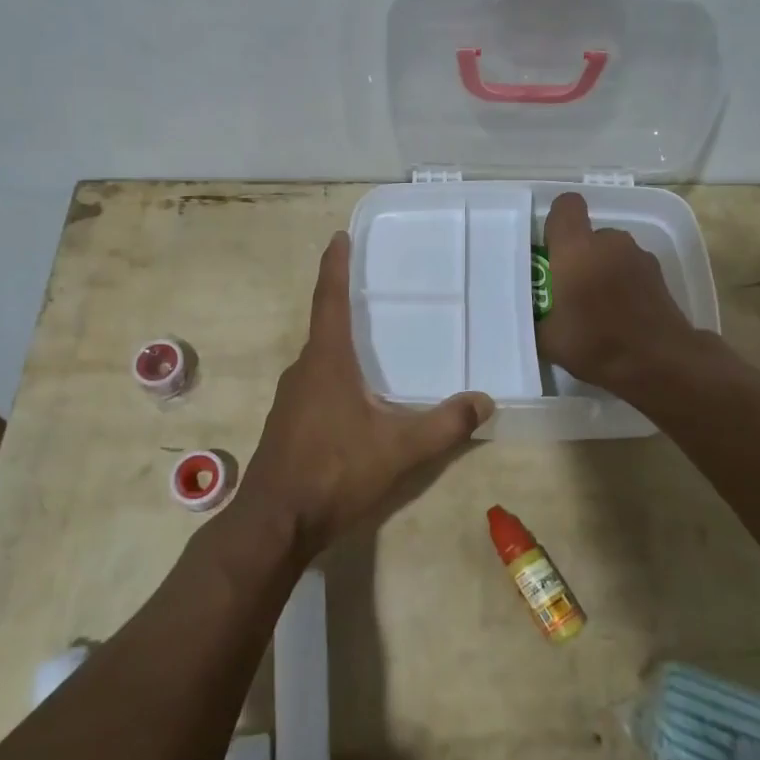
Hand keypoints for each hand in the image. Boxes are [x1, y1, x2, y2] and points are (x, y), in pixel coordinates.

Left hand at [233, 232, 491, 562]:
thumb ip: (444, 425)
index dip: (335, 265)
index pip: (329, 299)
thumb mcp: (398, 449)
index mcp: (326, 361)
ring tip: (372, 342)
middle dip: (345, 304)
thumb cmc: (333, 472)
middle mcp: (303, 370)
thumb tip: (485, 401)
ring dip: (342, 344)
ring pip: (320, 359)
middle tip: (374, 290)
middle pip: (325, 326)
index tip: (339, 236)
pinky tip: (356, 397)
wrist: (274, 523)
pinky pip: (315, 384)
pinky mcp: (287, 423)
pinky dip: (336, 375)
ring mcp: (291, 398)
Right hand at [535, 193, 698, 394]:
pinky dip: (623, 284)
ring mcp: (639, 255)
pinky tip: (621, 316)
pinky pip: (630, 269)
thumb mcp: (548, 340)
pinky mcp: (659, 274)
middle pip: (588, 235)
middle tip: (570, 291)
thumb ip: (536, 317)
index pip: (566, 206)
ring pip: (611, 252)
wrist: (661, 363)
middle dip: (578, 256)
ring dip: (602, 270)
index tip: (550, 249)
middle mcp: (609, 242)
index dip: (557, 222)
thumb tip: (532, 314)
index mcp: (576, 248)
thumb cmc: (597, 344)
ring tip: (598, 307)